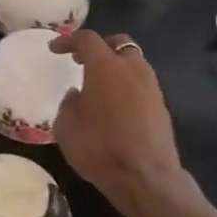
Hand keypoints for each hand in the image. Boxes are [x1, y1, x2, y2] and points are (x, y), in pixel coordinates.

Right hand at [50, 31, 191, 216]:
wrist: (145, 177)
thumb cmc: (99, 148)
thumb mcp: (66, 127)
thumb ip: (69, 104)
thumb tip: (78, 95)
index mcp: (105, 67)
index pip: (87, 39)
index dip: (68, 40)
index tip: (55, 49)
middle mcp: (132, 68)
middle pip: (118, 43)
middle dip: (99, 47)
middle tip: (81, 60)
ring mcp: (151, 86)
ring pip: (133, 62)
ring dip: (115, 66)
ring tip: (98, 83)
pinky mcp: (161, 104)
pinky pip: (141, 83)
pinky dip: (126, 84)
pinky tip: (114, 103)